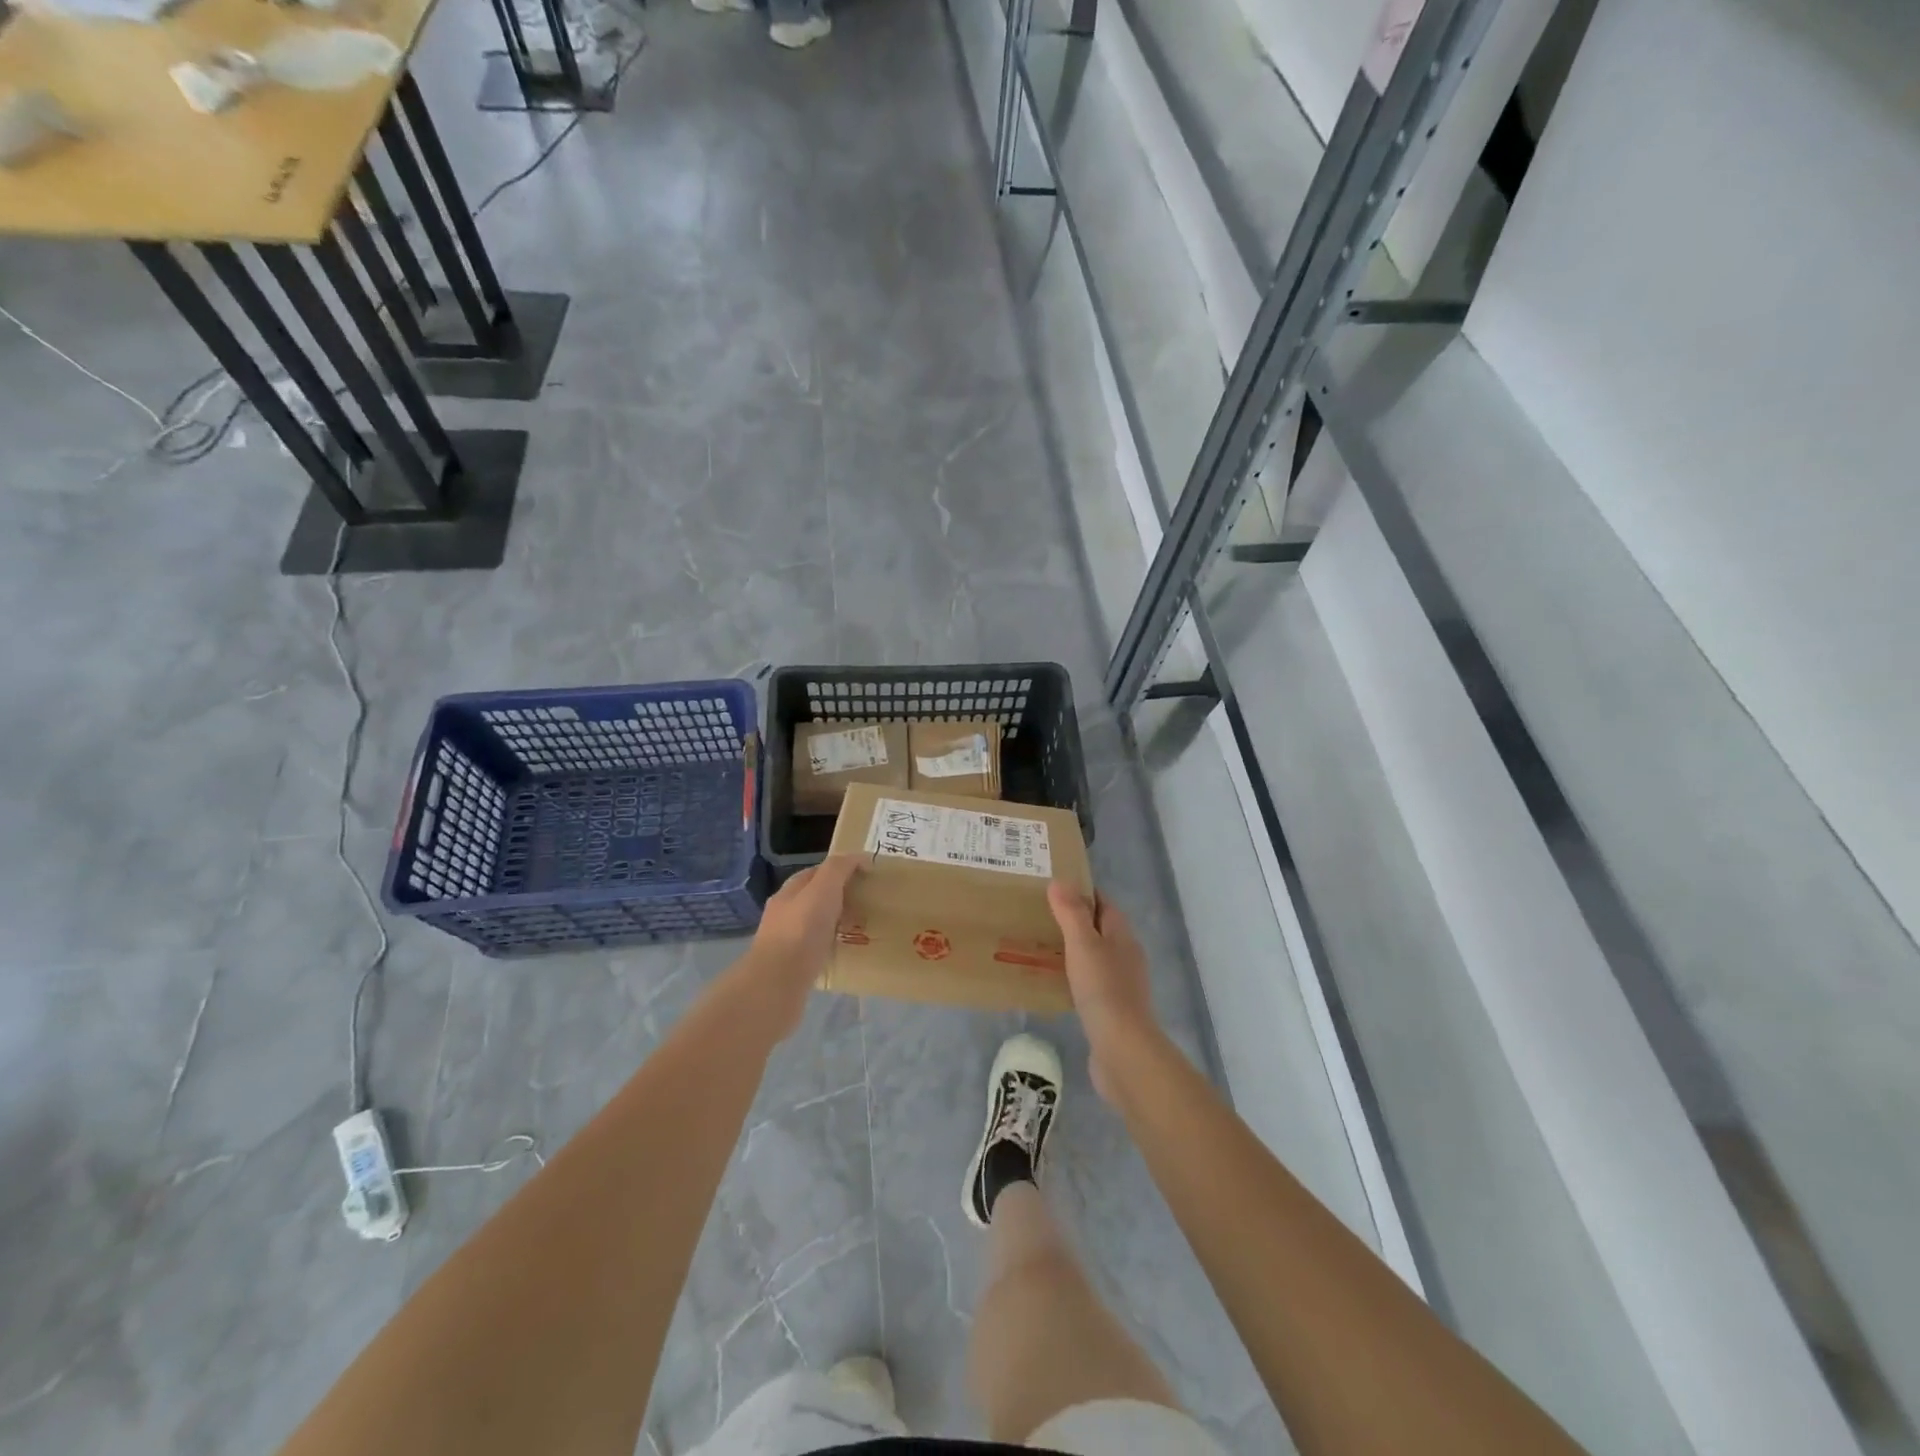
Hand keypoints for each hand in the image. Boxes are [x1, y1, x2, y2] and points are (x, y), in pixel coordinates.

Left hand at [743, 856, 859, 1034]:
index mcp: (790, 892)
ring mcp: (786, 942)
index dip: (840, 869)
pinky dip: (832, 947)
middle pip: (815, 899)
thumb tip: (858, 857)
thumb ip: (839, 869)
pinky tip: (846, 953)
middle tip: (869, 903)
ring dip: (837, 924)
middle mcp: (784, 914)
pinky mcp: (792, 968)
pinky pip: (817, 950)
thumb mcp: (823, 889)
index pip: (816, 872)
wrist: (777, 984)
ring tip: (862, 928)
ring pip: (816, 926)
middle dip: (840, 898)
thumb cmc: (801, 930)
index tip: (866, 875)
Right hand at [1048, 883, 1159, 1101]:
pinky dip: (1073, 976)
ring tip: (1039, 945)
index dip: (1081, 892)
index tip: (1052, 887)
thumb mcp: (1083, 945)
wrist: (1123, 1050)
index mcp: (1122, 935)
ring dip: (1072, 949)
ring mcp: (1120, 984)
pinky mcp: (1111, 1009)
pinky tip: (1053, 982)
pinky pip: (1089, 982)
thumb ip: (1071, 913)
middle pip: (1099, 928)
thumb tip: (1060, 882)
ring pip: (1094, 956)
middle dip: (1073, 920)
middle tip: (1038, 916)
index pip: (1103, 903)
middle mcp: (1125, 955)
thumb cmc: (1103, 990)